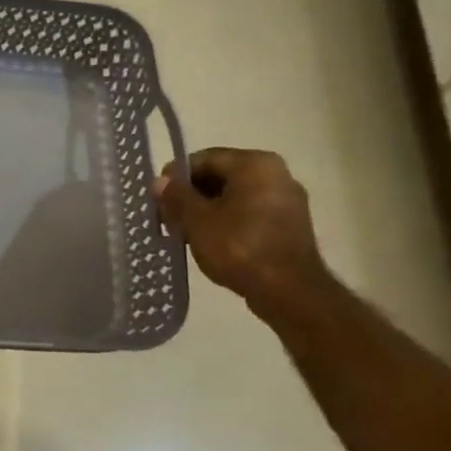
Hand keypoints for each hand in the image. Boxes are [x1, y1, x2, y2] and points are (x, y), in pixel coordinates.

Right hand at [154, 147, 329, 314]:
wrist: (289, 292)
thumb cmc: (239, 247)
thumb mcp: (196, 220)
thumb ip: (176, 196)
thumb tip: (160, 181)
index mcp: (254, 163)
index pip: (203, 159)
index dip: (175, 178)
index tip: (159, 200)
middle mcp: (276, 173)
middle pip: (219, 176)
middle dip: (191, 196)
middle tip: (169, 219)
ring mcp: (287, 199)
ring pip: (234, 196)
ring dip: (207, 210)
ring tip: (186, 233)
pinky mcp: (290, 224)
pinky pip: (250, 212)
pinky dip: (228, 221)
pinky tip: (211, 242)